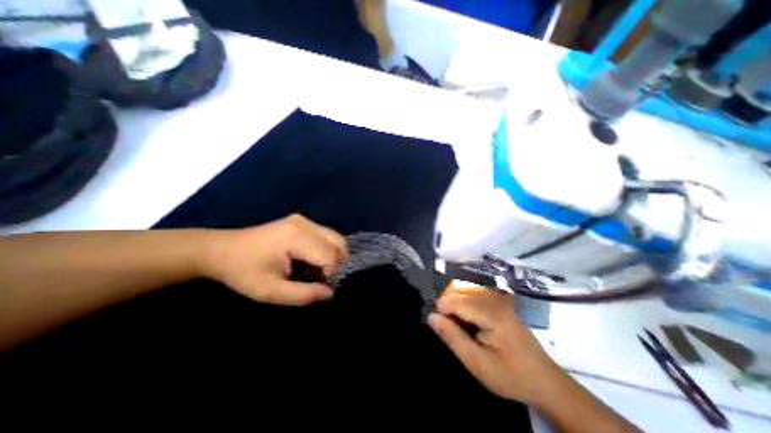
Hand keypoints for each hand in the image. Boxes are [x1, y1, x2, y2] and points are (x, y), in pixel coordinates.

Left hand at [198, 214, 346, 306]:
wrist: (220, 250)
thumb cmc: (243, 272)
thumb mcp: (270, 292)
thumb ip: (303, 295)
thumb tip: (329, 292)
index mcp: (297, 237)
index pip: (331, 256)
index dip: (329, 274)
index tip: (314, 285)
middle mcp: (306, 224)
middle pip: (339, 244)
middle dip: (335, 264)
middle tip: (318, 277)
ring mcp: (305, 220)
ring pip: (335, 238)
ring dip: (332, 256)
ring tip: (315, 269)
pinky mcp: (302, 221)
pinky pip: (326, 235)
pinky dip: (326, 249)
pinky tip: (310, 258)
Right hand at [427, 282, 560, 402]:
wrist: (544, 380)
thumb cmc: (510, 375)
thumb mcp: (477, 364)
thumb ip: (452, 338)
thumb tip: (430, 316)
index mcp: (491, 313)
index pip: (455, 299)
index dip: (441, 310)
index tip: (439, 327)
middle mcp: (493, 298)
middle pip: (457, 288)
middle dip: (445, 303)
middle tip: (447, 326)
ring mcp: (498, 296)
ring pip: (463, 286)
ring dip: (453, 300)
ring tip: (455, 322)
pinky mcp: (499, 299)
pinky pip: (472, 290)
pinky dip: (462, 299)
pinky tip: (465, 317)